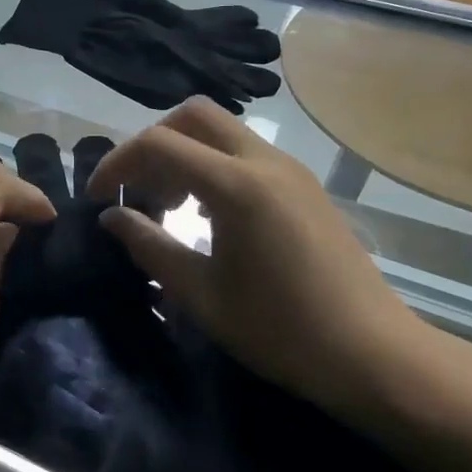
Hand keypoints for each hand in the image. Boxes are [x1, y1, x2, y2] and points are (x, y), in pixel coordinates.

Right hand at [87, 99, 431, 416]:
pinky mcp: (305, 187)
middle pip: (194, 116)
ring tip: (169, 206)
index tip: (97, 198)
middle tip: (137, 190)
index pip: (159, 144)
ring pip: (222, 131)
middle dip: (153, 143)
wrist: (375, 355)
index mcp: (236, 185)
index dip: (118, 163)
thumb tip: (112, 218)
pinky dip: (213, 166)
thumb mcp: (201, 295)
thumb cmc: (281, 330)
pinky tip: (209, 216)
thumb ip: (150, 246)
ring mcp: (291, 171)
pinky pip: (246, 153)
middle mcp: (265, 162)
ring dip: (185, 153)